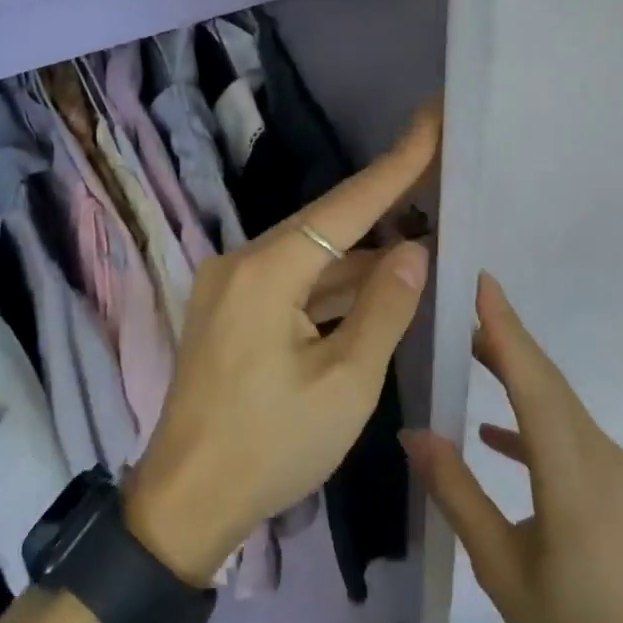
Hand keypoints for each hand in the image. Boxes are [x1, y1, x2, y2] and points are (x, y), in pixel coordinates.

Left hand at [125, 106, 439, 582]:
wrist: (187, 502)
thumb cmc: (271, 447)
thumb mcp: (346, 384)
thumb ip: (384, 309)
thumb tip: (413, 250)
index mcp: (266, 272)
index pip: (345, 206)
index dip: (395, 165)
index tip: (430, 120)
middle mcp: (240, 263)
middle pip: (323, 224)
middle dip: (381, 203)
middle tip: (434, 173)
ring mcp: (229, 288)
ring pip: (307, 257)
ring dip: (358, 252)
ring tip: (418, 231)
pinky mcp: (228, 312)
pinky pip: (289, 283)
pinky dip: (330, 284)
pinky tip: (371, 282)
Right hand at [402, 274, 622, 622]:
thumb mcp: (503, 570)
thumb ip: (458, 495)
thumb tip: (415, 435)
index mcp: (572, 473)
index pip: (534, 382)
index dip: (505, 329)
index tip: (482, 282)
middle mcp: (600, 456)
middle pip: (548, 382)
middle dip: (507, 337)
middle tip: (465, 304)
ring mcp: (618, 470)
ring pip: (561, 405)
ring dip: (519, 374)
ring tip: (473, 353)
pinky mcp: (622, 487)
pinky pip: (571, 434)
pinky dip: (533, 422)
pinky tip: (497, 437)